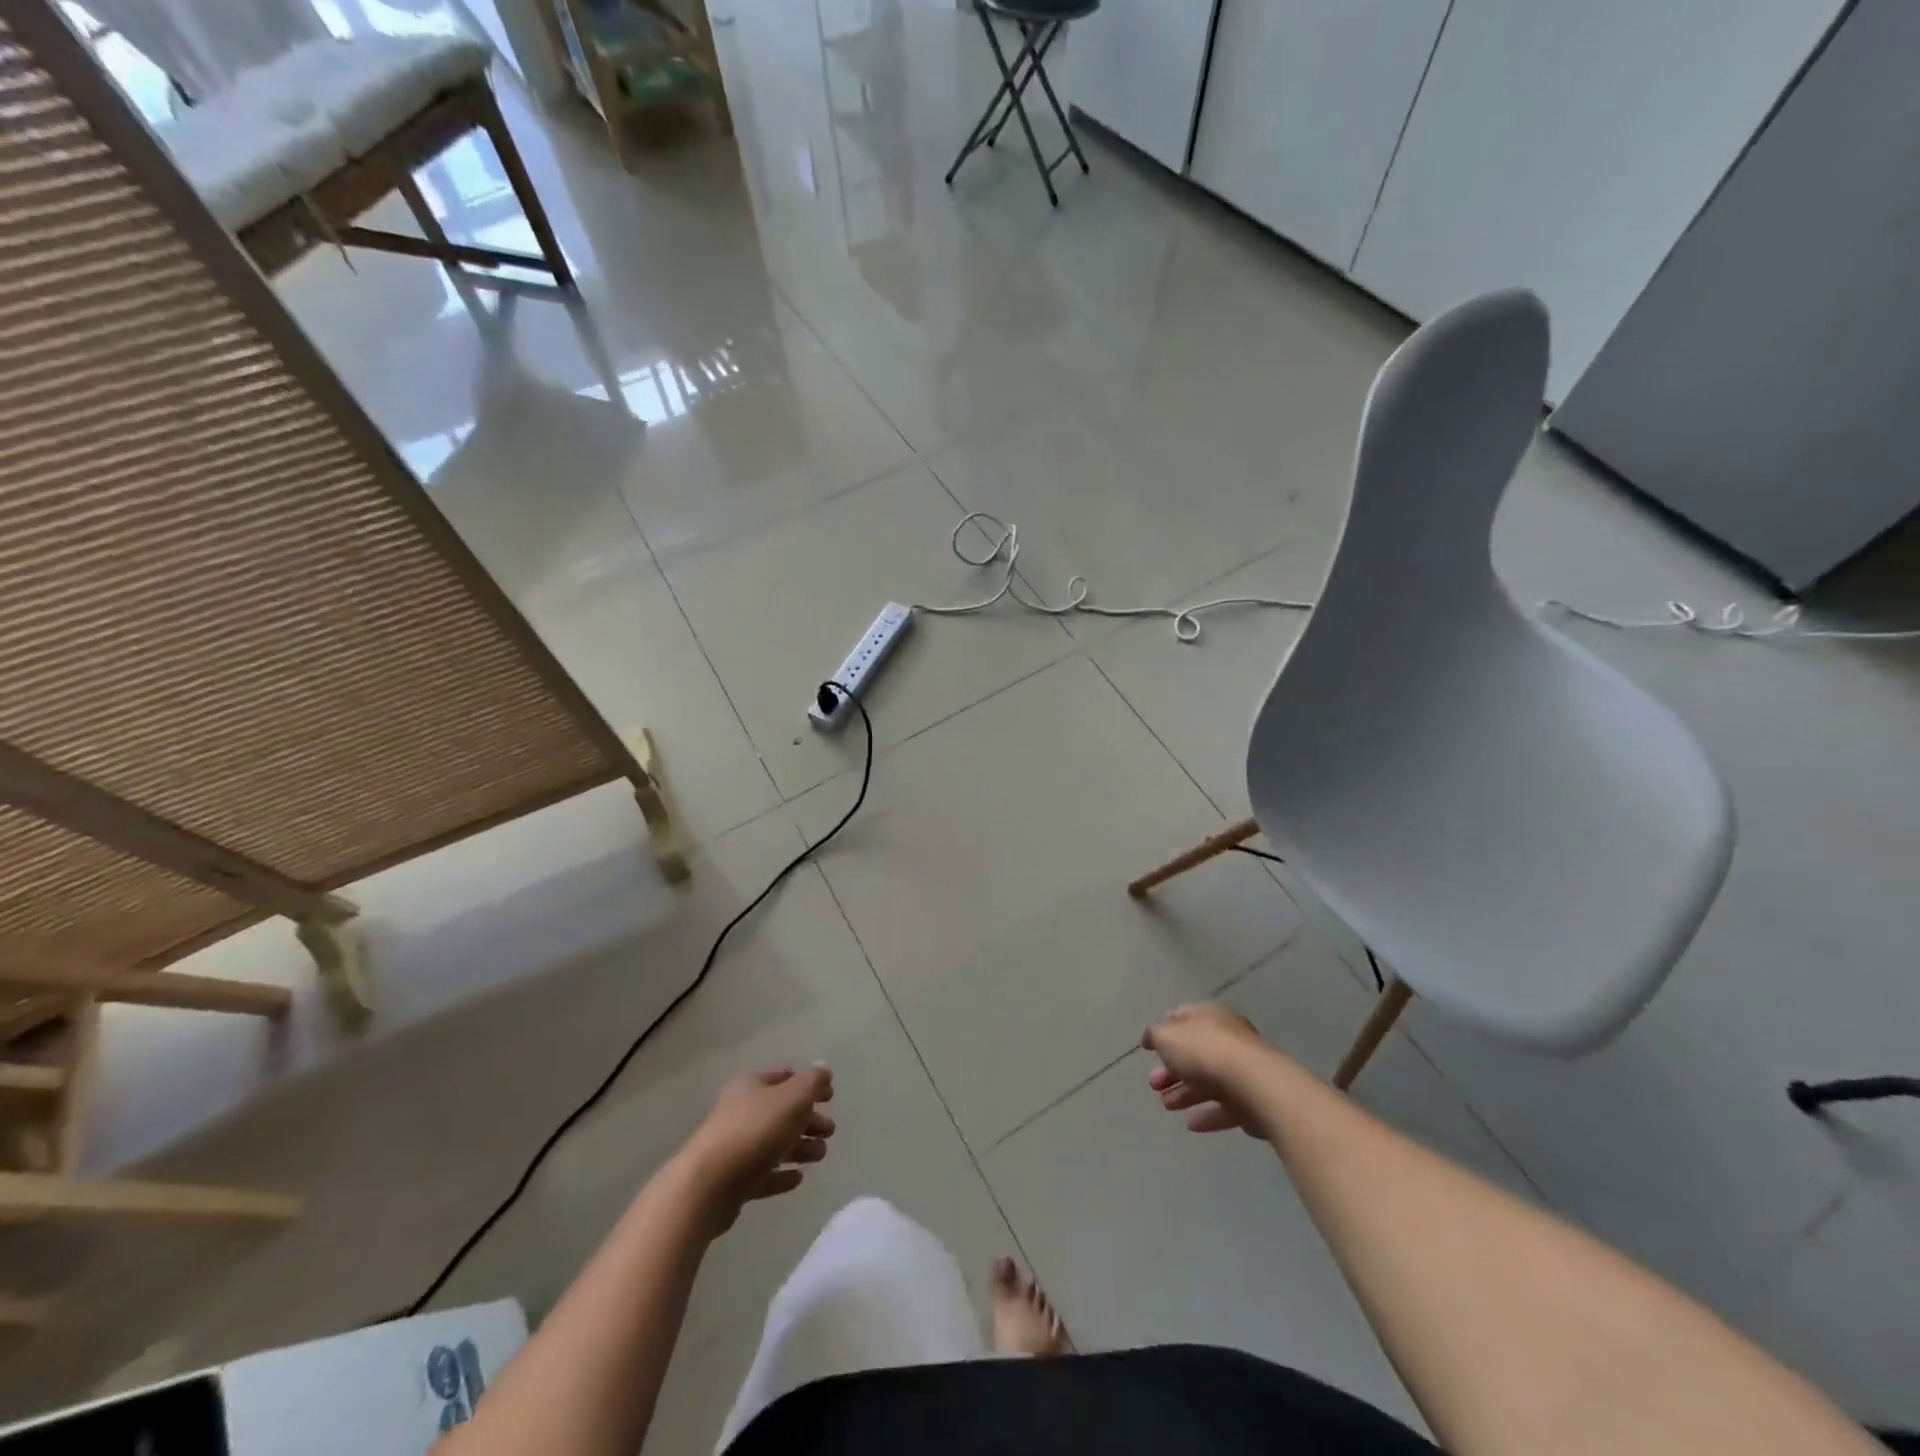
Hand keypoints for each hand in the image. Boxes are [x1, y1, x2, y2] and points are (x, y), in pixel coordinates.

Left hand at [681, 1066, 834, 1233]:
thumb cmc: (756, 1130)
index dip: (809, 1084)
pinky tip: (798, 1178)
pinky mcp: (732, 1180)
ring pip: (774, 1143)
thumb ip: (812, 1082)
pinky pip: (763, 1173)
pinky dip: (781, 1174)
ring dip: (800, 1147)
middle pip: (781, 1111)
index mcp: (751, 1085)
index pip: (784, 1076)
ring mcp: (735, 1146)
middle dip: (808, 1120)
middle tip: (829, 1132)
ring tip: (820, 1156)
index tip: (831, 1097)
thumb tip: (823, 1068)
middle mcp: (740, 1111)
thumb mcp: (793, 1098)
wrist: (710, 1184)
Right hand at [1143, 1003, 1271, 1136]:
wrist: (1255, 1086)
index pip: (1184, 1016)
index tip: (1150, 1046)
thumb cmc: (1205, 1052)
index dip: (1166, 1028)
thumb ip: (1155, 1035)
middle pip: (1194, 1052)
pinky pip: (1225, 1106)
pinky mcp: (1252, 1099)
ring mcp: (1242, 1069)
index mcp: (1208, 1016)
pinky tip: (1191, 1125)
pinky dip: (1207, 1114)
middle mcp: (1227, 1038)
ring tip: (1166, 1105)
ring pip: (1208, 1080)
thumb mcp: (1167, 1037)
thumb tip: (1150, 1036)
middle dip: (1171, 1069)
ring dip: (1185, 1093)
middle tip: (1153, 1084)